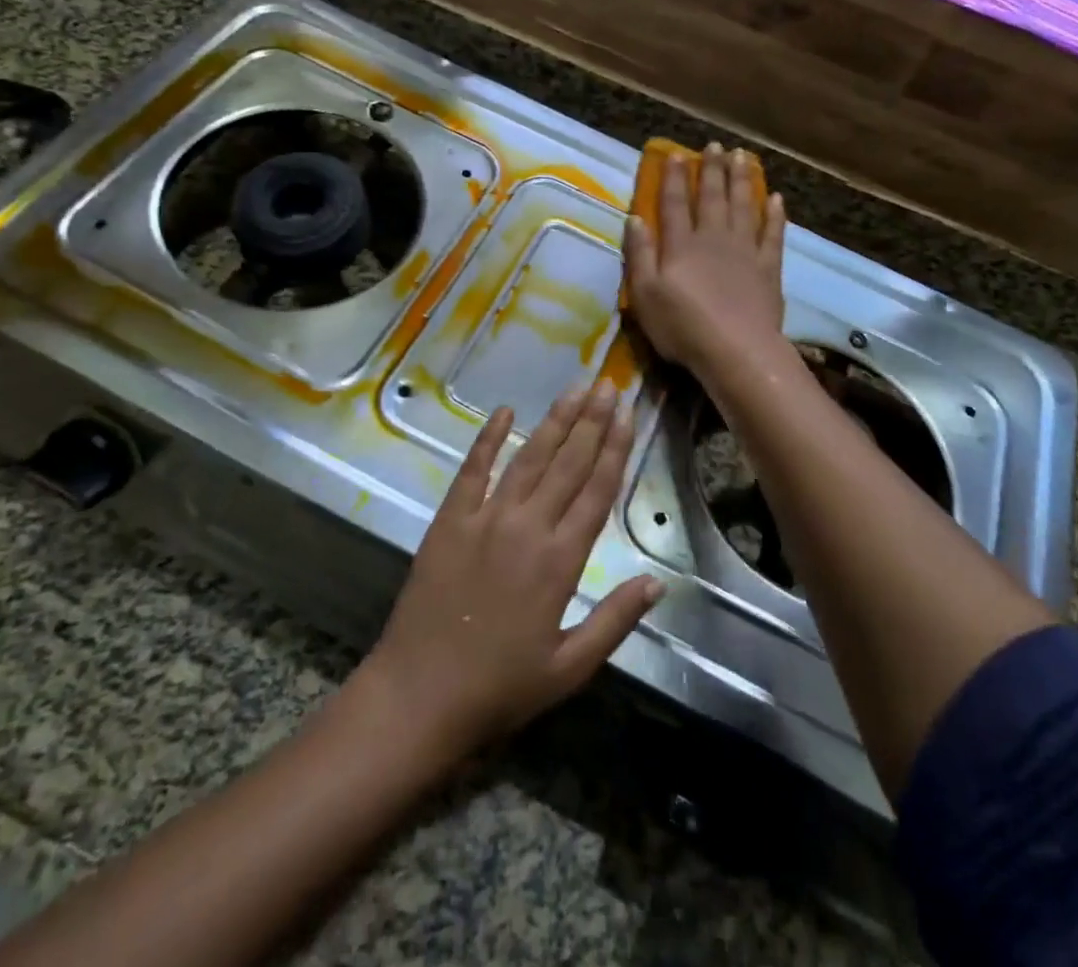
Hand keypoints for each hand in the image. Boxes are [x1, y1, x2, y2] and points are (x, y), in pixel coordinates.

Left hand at [359, 381, 663, 760]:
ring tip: (574, 389)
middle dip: (591, 421)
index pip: (597, 490)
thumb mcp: (569, 668)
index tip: (627, 412)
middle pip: (568, 463)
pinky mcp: (450, 520)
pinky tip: (504, 412)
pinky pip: (473, 470)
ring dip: (554, 422)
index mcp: (561, 561)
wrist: (419, 694)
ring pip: (528, 458)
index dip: (615, 448)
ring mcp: (485, 518)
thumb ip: (615, 621)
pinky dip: (488, 439)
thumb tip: (658, 582)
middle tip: (607, 383)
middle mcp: (527, 527)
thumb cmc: (500, 687)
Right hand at [624, 142, 787, 376]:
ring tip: (742, 157)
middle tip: (715, 146)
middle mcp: (713, 239)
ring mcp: (745, 251)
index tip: (676, 154)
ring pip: (743, 207)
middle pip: (712, 197)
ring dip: (742, 180)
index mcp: (681, 245)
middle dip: (712, 170)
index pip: (675, 203)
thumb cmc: (682, 326)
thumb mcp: (645, 295)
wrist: (736, 350)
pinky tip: (776, 200)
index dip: (675, 178)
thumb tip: (635, 218)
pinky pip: (773, 235)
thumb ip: (640, 255)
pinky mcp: (768, 268)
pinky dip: (775, 216)